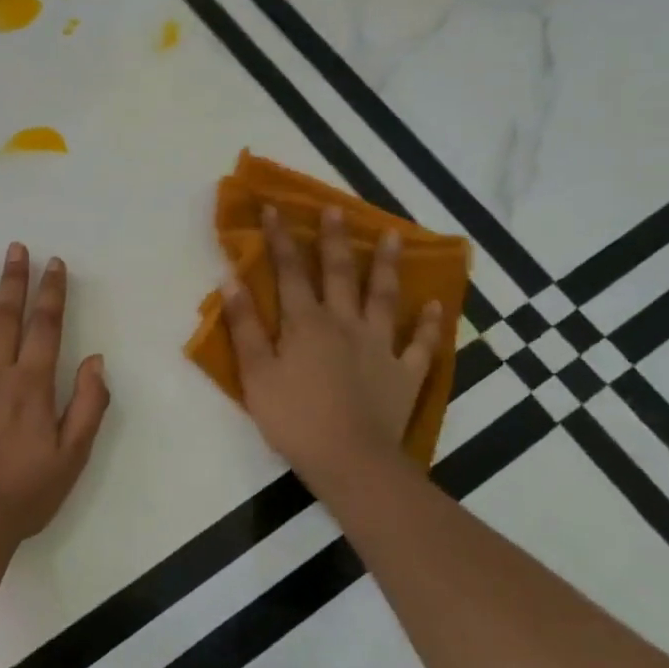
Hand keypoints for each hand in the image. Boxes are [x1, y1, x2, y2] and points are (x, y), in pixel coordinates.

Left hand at [0, 243, 110, 549]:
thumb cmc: (25, 493)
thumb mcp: (73, 456)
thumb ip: (89, 406)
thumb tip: (96, 360)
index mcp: (31, 385)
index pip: (45, 327)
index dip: (51, 293)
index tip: (53, 264)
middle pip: (5, 317)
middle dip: (13, 280)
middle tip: (14, 248)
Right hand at [222, 206, 441, 486]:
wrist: (350, 460)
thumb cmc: (294, 417)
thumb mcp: (256, 373)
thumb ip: (245, 326)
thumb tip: (232, 280)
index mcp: (306, 323)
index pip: (290, 271)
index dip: (281, 238)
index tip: (274, 207)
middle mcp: (345, 324)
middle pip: (339, 274)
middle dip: (334, 239)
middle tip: (335, 208)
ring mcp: (380, 346)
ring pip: (384, 297)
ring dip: (386, 265)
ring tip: (392, 235)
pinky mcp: (405, 372)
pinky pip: (420, 343)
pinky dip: (428, 323)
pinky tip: (435, 304)